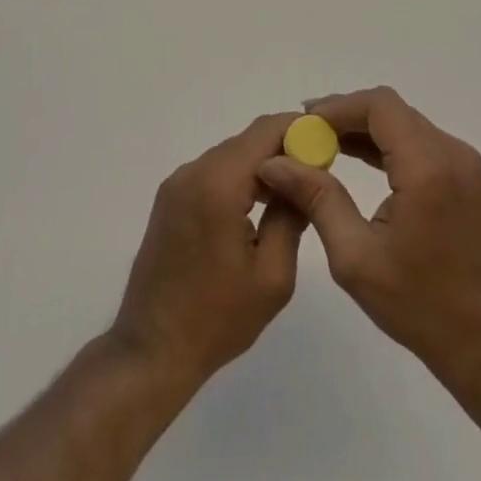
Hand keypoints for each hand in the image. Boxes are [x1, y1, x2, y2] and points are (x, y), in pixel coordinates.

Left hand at [111, 112, 307, 387]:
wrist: (152, 351)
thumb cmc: (217, 319)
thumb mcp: (273, 275)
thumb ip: (291, 215)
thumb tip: (305, 176)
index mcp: (219, 184)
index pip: (266, 131)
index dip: (300, 130)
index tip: (328, 144)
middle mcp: (194, 171)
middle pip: (248, 140)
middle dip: (284, 147)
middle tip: (316, 171)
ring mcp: (177, 183)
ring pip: (231, 154)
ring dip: (262, 163)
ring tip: (293, 191)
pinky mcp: (170, 197)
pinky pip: (213, 171)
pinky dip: (239, 176)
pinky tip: (258, 204)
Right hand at [257, 86, 480, 386]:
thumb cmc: (418, 306)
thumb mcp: (355, 257)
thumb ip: (316, 199)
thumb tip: (274, 162)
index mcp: (429, 169)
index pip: (380, 107)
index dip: (338, 107)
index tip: (303, 122)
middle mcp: (452, 153)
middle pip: (392, 110)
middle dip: (346, 116)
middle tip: (306, 135)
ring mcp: (464, 161)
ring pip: (404, 121)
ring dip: (364, 127)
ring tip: (322, 145)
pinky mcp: (466, 173)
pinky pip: (419, 140)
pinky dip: (386, 142)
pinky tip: (355, 156)